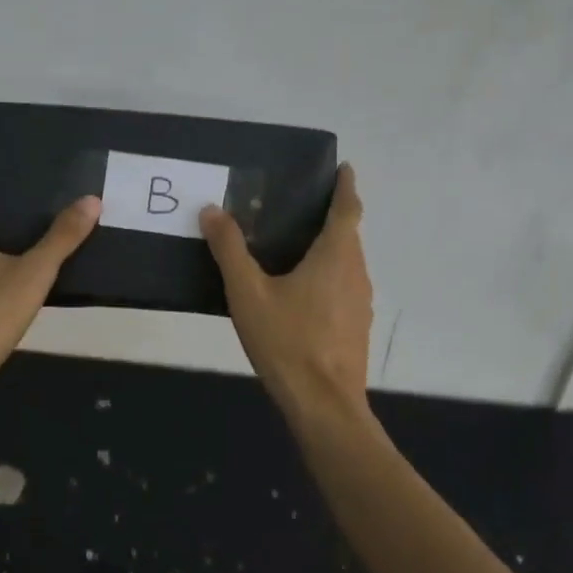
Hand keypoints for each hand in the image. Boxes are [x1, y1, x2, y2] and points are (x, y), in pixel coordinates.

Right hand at [200, 164, 372, 419]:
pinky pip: (344, 289)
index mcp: (336, 256)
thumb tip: (211, 211)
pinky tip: (302, 295)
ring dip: (330, 250)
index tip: (344, 168)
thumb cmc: (287, 341)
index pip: (347, 209)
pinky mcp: (356, 328)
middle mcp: (356, 273)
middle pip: (349, 236)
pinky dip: (328, 278)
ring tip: (297, 248)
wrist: (323, 404)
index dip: (346, 186)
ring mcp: (361, 303)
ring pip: (347, 265)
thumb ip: (230, 250)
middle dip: (332, 218)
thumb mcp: (248, 293)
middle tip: (302, 208)